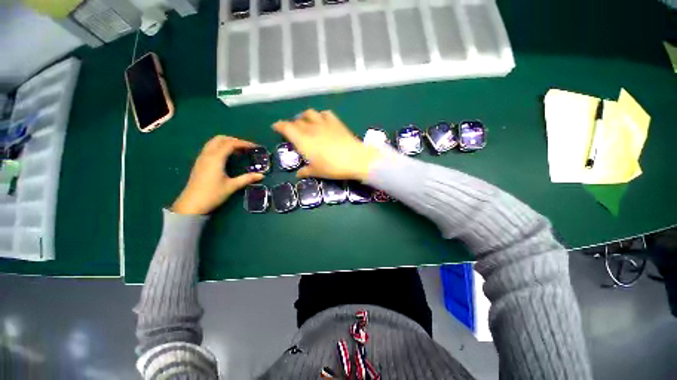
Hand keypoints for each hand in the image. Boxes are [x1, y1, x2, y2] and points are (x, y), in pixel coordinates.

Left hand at [172, 136, 263, 214]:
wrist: (192, 204)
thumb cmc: (213, 194)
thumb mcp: (232, 186)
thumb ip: (247, 179)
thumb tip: (261, 175)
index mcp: (215, 159)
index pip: (231, 144)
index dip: (244, 143)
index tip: (255, 147)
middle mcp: (207, 155)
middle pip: (221, 139)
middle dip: (235, 140)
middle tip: (246, 147)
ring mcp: (202, 158)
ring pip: (214, 142)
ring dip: (227, 142)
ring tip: (239, 151)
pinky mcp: (200, 163)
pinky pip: (210, 148)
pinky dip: (221, 147)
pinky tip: (228, 157)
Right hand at [272, 110, 381, 180]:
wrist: (355, 159)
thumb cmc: (333, 167)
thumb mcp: (317, 172)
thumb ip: (306, 171)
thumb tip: (298, 174)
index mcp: (302, 140)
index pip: (286, 128)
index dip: (279, 126)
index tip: (276, 127)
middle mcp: (311, 128)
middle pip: (297, 121)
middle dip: (292, 124)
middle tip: (293, 131)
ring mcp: (324, 123)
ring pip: (309, 113)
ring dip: (304, 117)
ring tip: (306, 123)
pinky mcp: (336, 122)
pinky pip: (325, 113)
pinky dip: (320, 116)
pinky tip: (322, 121)